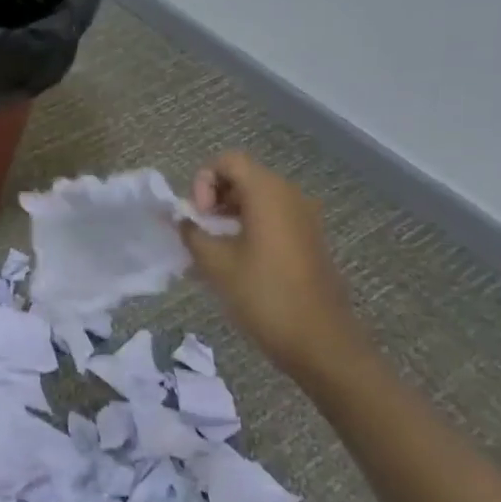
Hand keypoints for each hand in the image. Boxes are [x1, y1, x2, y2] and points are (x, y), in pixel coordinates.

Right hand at [182, 152, 367, 378]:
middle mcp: (290, 196)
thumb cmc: (263, 295)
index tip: (199, 216)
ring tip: (211, 248)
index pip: (228, 161)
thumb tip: (182, 219)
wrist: (318, 340)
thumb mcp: (214, 263)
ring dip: (228, 215)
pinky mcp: (308, 240)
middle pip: (243, 177)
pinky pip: (271, 218)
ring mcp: (304, 218)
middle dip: (213, 198)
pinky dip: (247, 228)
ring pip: (256, 199)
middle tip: (199, 231)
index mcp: (269, 194)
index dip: (203, 181)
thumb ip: (191, 232)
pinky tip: (234, 260)